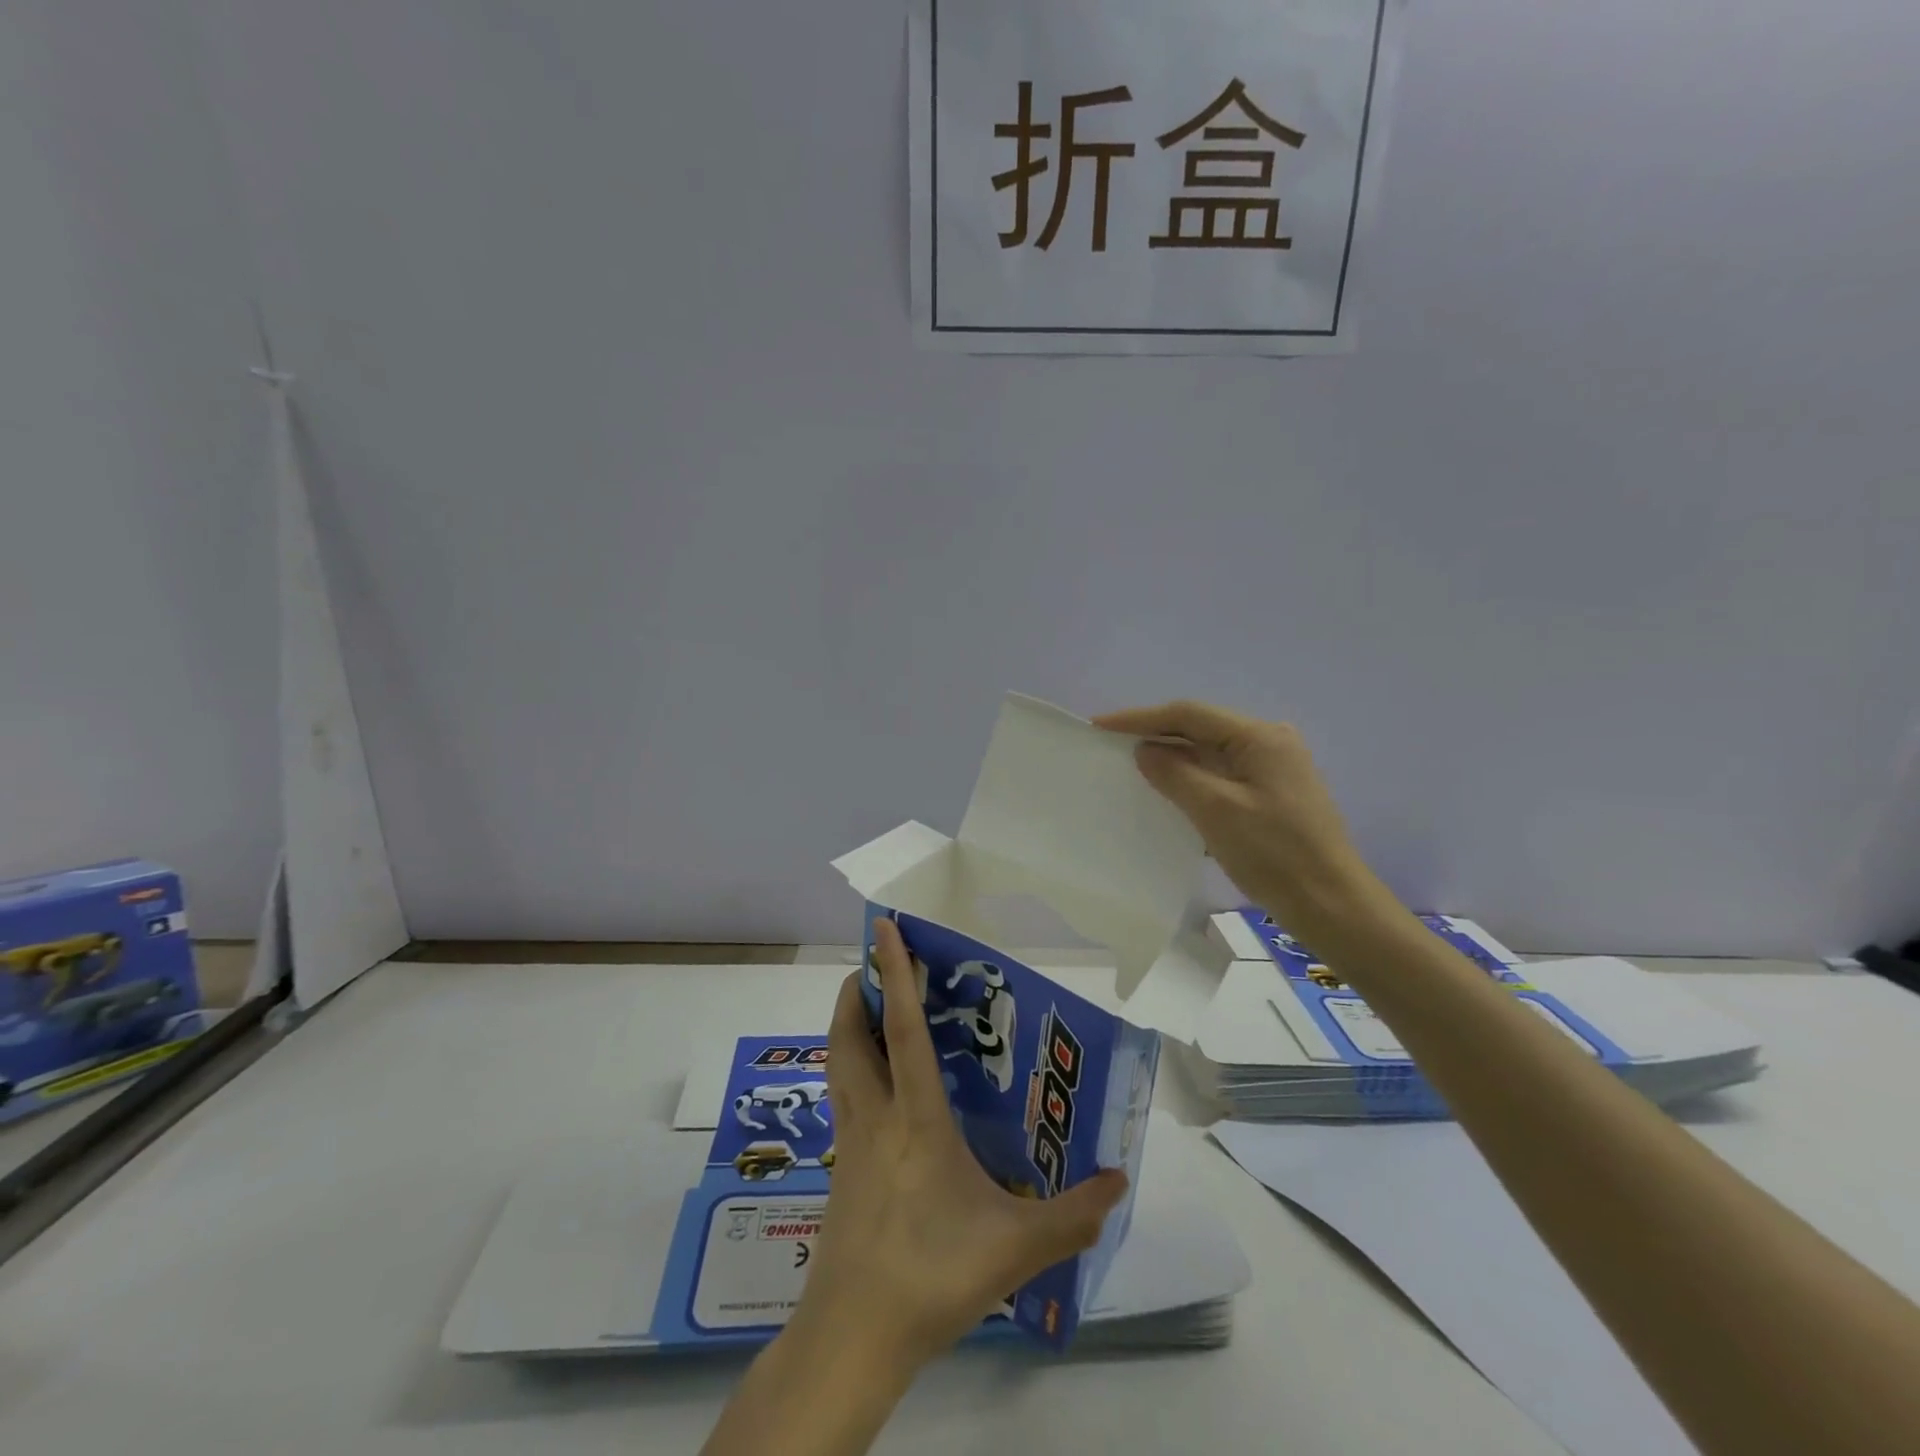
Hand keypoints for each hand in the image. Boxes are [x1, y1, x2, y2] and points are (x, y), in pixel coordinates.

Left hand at [799, 918, 1127, 1369]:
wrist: (853, 1338)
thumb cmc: (932, 1276)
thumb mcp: (1016, 1248)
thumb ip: (1072, 1215)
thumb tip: (1119, 1181)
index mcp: (915, 1119)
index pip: (903, 1030)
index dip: (893, 975)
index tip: (883, 929)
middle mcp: (875, 1117)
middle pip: (849, 1037)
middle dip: (855, 992)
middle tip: (872, 967)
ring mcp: (850, 1144)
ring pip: (838, 1065)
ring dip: (848, 1027)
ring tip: (870, 1013)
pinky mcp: (840, 1170)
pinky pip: (843, 1099)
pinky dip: (853, 1070)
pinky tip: (878, 1090)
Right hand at [1094, 700, 1383, 942]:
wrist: (1332, 906)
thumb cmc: (1274, 854)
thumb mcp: (1216, 811)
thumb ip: (1175, 774)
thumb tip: (1145, 751)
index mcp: (1260, 737)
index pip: (1189, 714)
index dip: (1140, 718)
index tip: (1100, 726)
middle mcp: (1269, 743)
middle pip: (1200, 729)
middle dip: (1155, 735)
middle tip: (1110, 746)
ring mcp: (1273, 769)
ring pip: (1210, 754)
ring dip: (1173, 759)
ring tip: (1132, 768)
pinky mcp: (1271, 795)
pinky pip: (1221, 776)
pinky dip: (1192, 780)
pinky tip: (1169, 794)